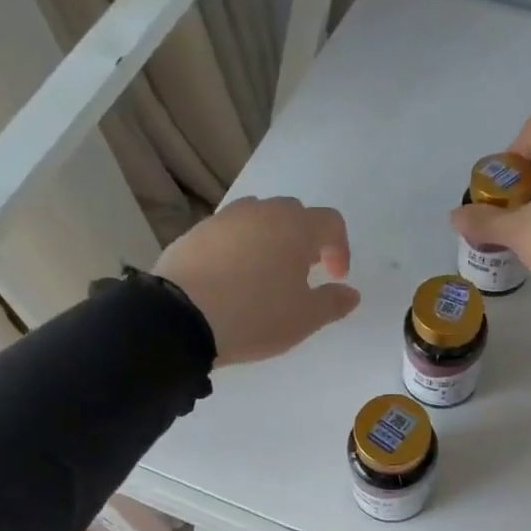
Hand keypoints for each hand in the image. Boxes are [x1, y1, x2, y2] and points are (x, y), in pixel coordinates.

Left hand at [153, 196, 360, 364]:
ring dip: (270, 240)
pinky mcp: (195, 232)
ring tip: (265, 275)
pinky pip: (228, 233)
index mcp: (295, 226)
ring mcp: (224, 219)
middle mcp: (261, 212)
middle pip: (294, 214)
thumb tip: (351, 293)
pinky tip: (231, 280)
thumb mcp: (304, 318)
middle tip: (301, 273)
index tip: (335, 278)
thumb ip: (333, 302)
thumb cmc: (255, 315)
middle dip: (304, 240)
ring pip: (258, 220)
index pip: (331, 222)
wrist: (180, 318)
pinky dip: (238, 249)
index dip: (340, 249)